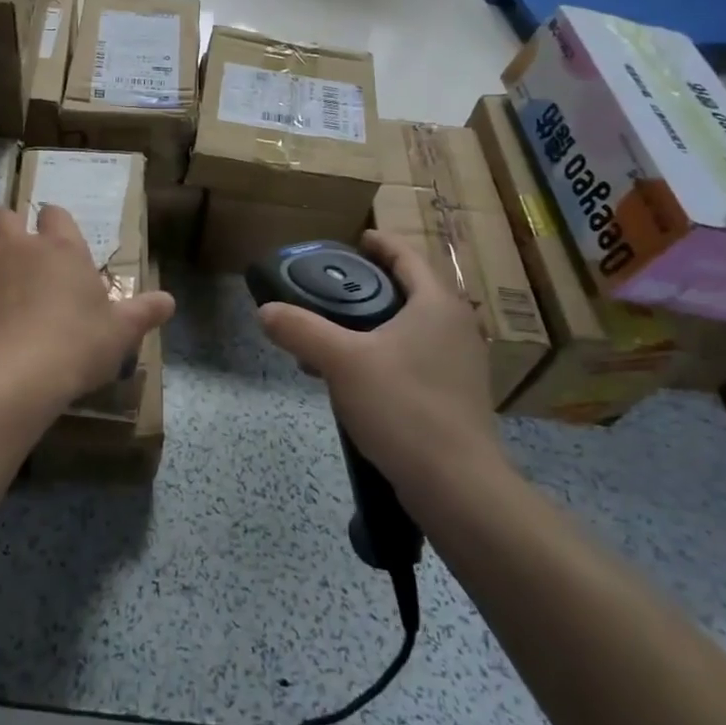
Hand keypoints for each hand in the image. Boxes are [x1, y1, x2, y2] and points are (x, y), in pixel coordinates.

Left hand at [0, 205, 175, 410]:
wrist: (18, 373)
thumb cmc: (78, 344)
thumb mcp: (121, 331)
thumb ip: (144, 312)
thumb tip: (170, 302)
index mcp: (61, 247)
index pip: (54, 213)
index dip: (55, 222)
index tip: (57, 239)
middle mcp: (19, 246)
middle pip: (2, 214)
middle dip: (7, 226)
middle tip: (16, 250)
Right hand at [257, 231, 502, 484]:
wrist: (456, 485)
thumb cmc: (403, 406)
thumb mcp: (341, 362)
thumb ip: (301, 329)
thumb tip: (265, 310)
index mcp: (436, 305)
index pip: (407, 257)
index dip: (380, 243)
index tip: (355, 238)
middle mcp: (456, 327)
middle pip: (410, 291)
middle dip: (370, 287)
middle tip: (331, 289)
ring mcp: (460, 364)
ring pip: (410, 328)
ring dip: (374, 325)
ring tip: (332, 337)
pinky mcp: (455, 396)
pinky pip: (415, 358)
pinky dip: (384, 354)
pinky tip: (355, 377)